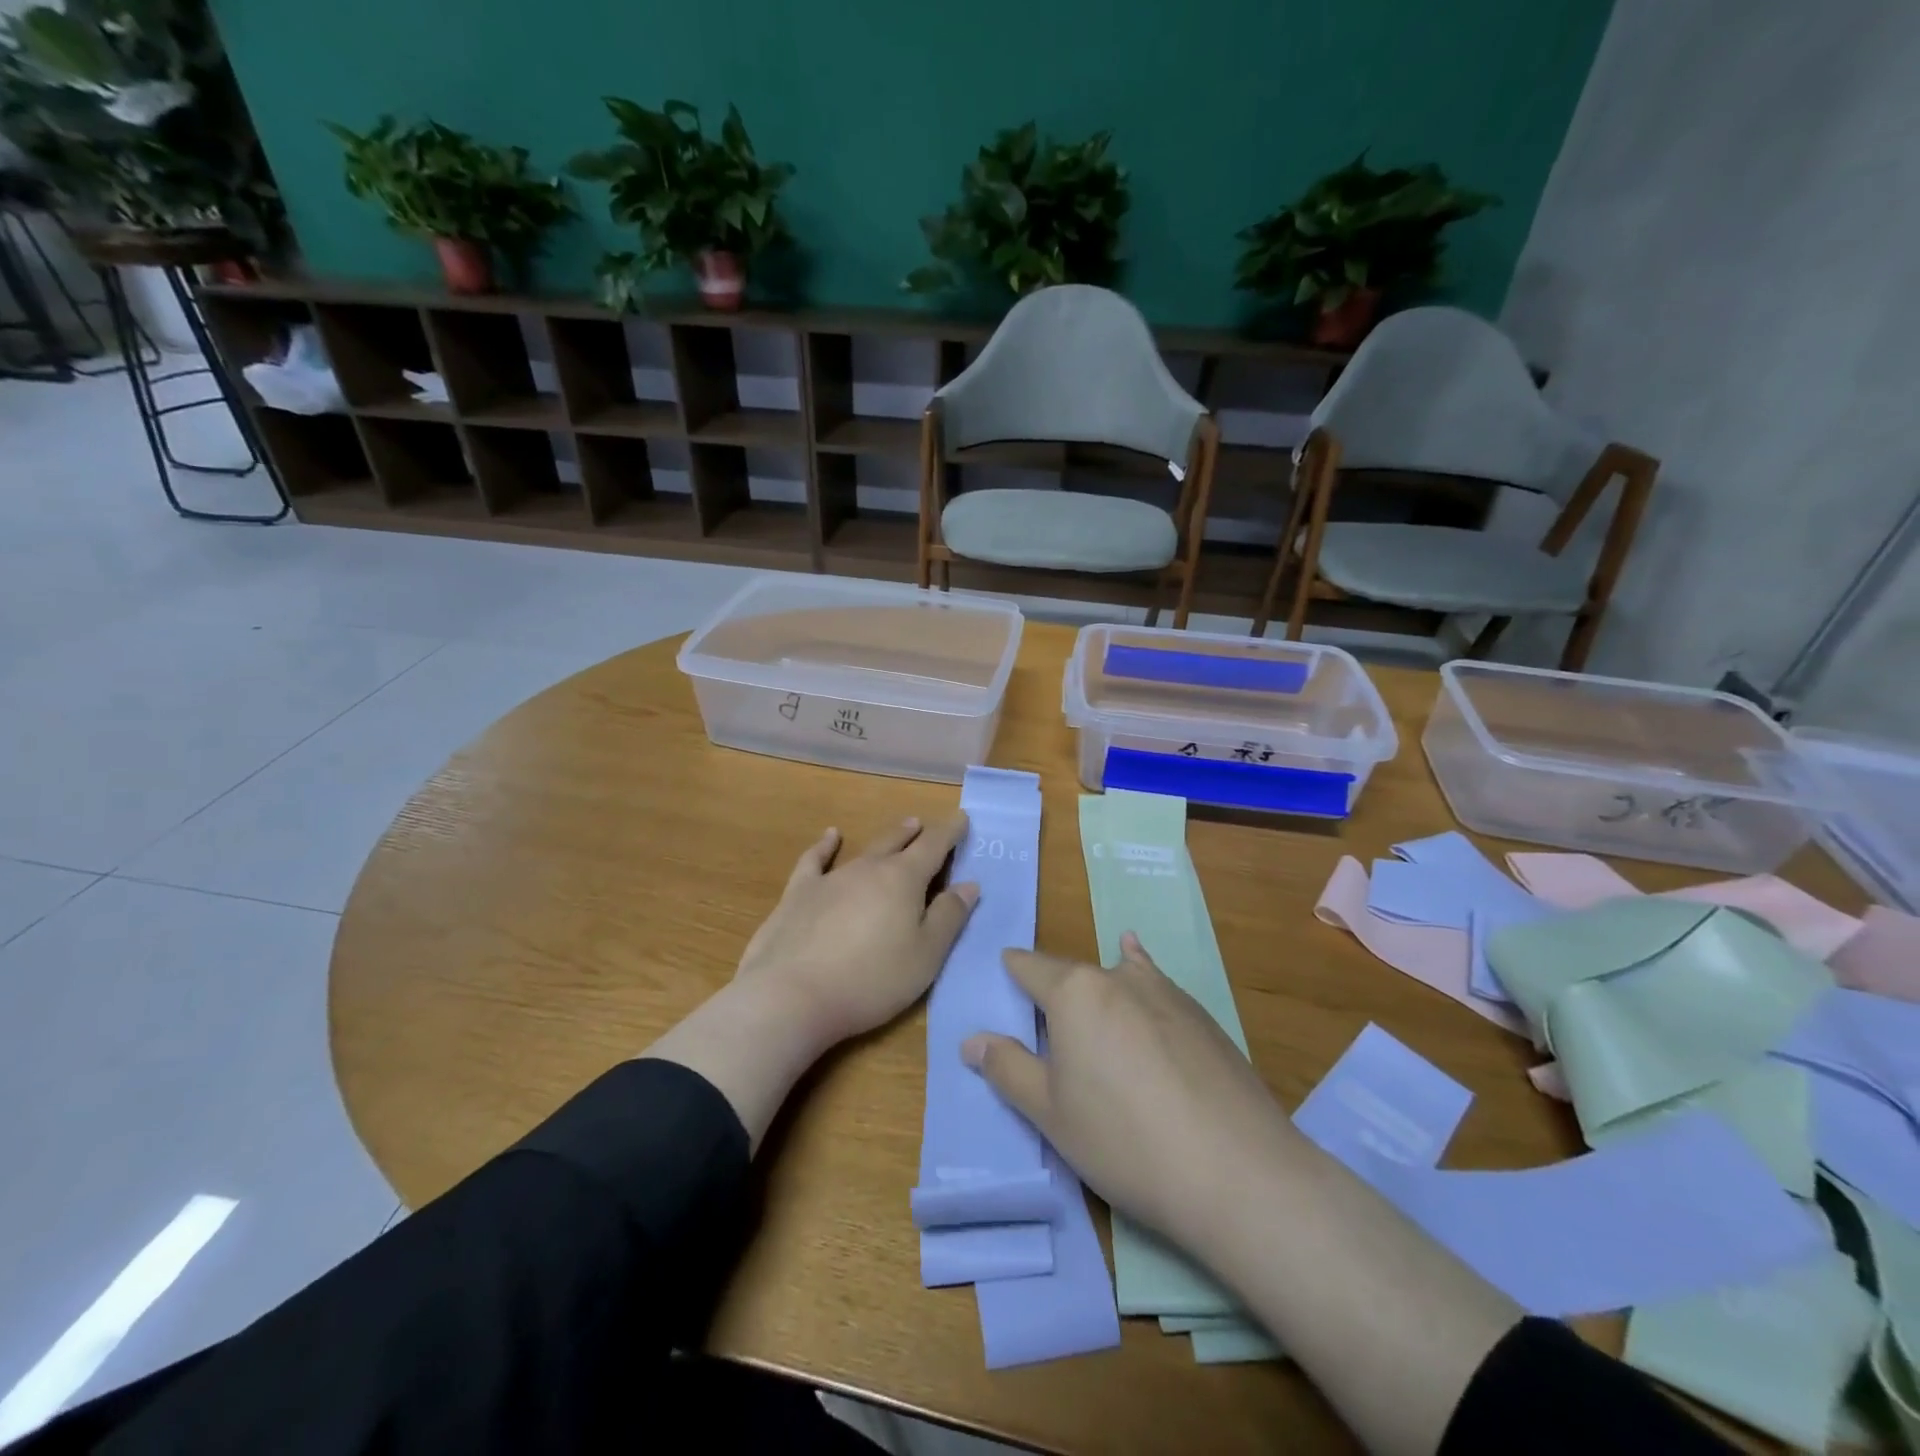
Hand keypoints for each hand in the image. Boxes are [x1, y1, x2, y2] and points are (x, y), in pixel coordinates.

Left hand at [735, 815, 977, 1047]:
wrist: (791, 996)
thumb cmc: (870, 981)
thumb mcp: (925, 957)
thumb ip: (948, 917)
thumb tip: (969, 883)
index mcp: (903, 880)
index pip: (933, 846)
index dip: (950, 831)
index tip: (961, 818)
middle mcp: (868, 869)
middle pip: (897, 843)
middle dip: (915, 833)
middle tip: (924, 824)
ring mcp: (830, 879)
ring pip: (864, 850)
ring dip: (884, 840)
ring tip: (898, 830)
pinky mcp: (798, 894)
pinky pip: (814, 860)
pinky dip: (824, 845)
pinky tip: (829, 836)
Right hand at [962, 933, 1296, 1251]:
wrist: (1236, 1171)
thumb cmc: (1123, 1140)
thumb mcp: (1049, 1112)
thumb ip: (1007, 1068)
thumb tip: (971, 1040)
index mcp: (1074, 992)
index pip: (1030, 967)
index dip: (1013, 969)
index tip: (1004, 971)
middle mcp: (1118, 977)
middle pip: (1074, 973)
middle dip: (1056, 989)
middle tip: (1047, 1024)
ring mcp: (1167, 993)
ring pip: (1120, 975)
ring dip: (1100, 984)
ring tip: (1090, 985)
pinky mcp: (1204, 1017)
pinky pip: (1158, 988)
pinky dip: (1142, 979)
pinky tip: (1144, 974)